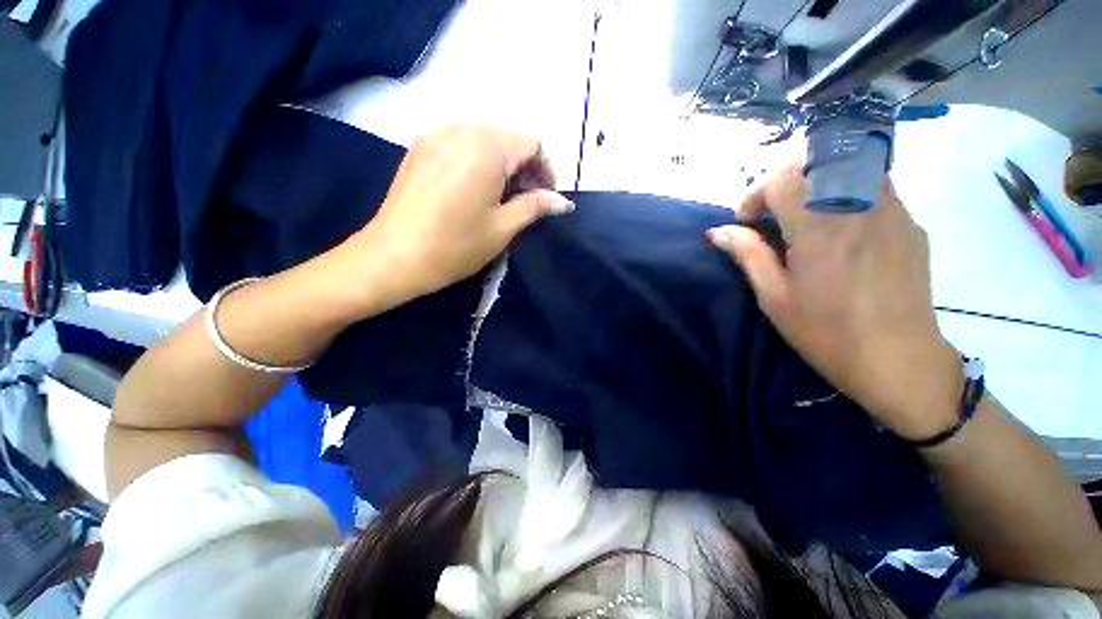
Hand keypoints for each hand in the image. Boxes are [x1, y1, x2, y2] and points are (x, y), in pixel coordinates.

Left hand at [352, 125, 572, 301]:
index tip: (546, 198)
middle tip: (526, 200)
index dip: (546, 169)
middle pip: (508, 138)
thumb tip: (563, 202)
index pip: (532, 143)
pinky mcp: (420, 148)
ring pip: (484, 139)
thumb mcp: (503, 228)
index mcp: (487, 147)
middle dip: (525, 166)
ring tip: (500, 197)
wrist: (394, 256)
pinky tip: (473, 189)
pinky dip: (477, 161)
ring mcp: (436, 135)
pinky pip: (460, 144)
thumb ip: (535, 206)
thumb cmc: (456, 245)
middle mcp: (461, 129)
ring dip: (501, 164)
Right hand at [707, 163, 961, 440]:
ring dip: (816, 183)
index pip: (782, 178)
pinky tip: (840, 232)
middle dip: (783, 180)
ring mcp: (894, 211)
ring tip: (804, 219)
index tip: (748, 221)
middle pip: (816, 160)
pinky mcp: (911, 223)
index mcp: (820, 229)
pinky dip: (845, 196)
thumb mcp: (774, 297)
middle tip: (772, 213)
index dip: (756, 193)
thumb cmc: (826, 333)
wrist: (899, 360)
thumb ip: (747, 255)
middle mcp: (861, 207)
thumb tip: (718, 231)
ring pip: (848, 167)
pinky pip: (874, 189)